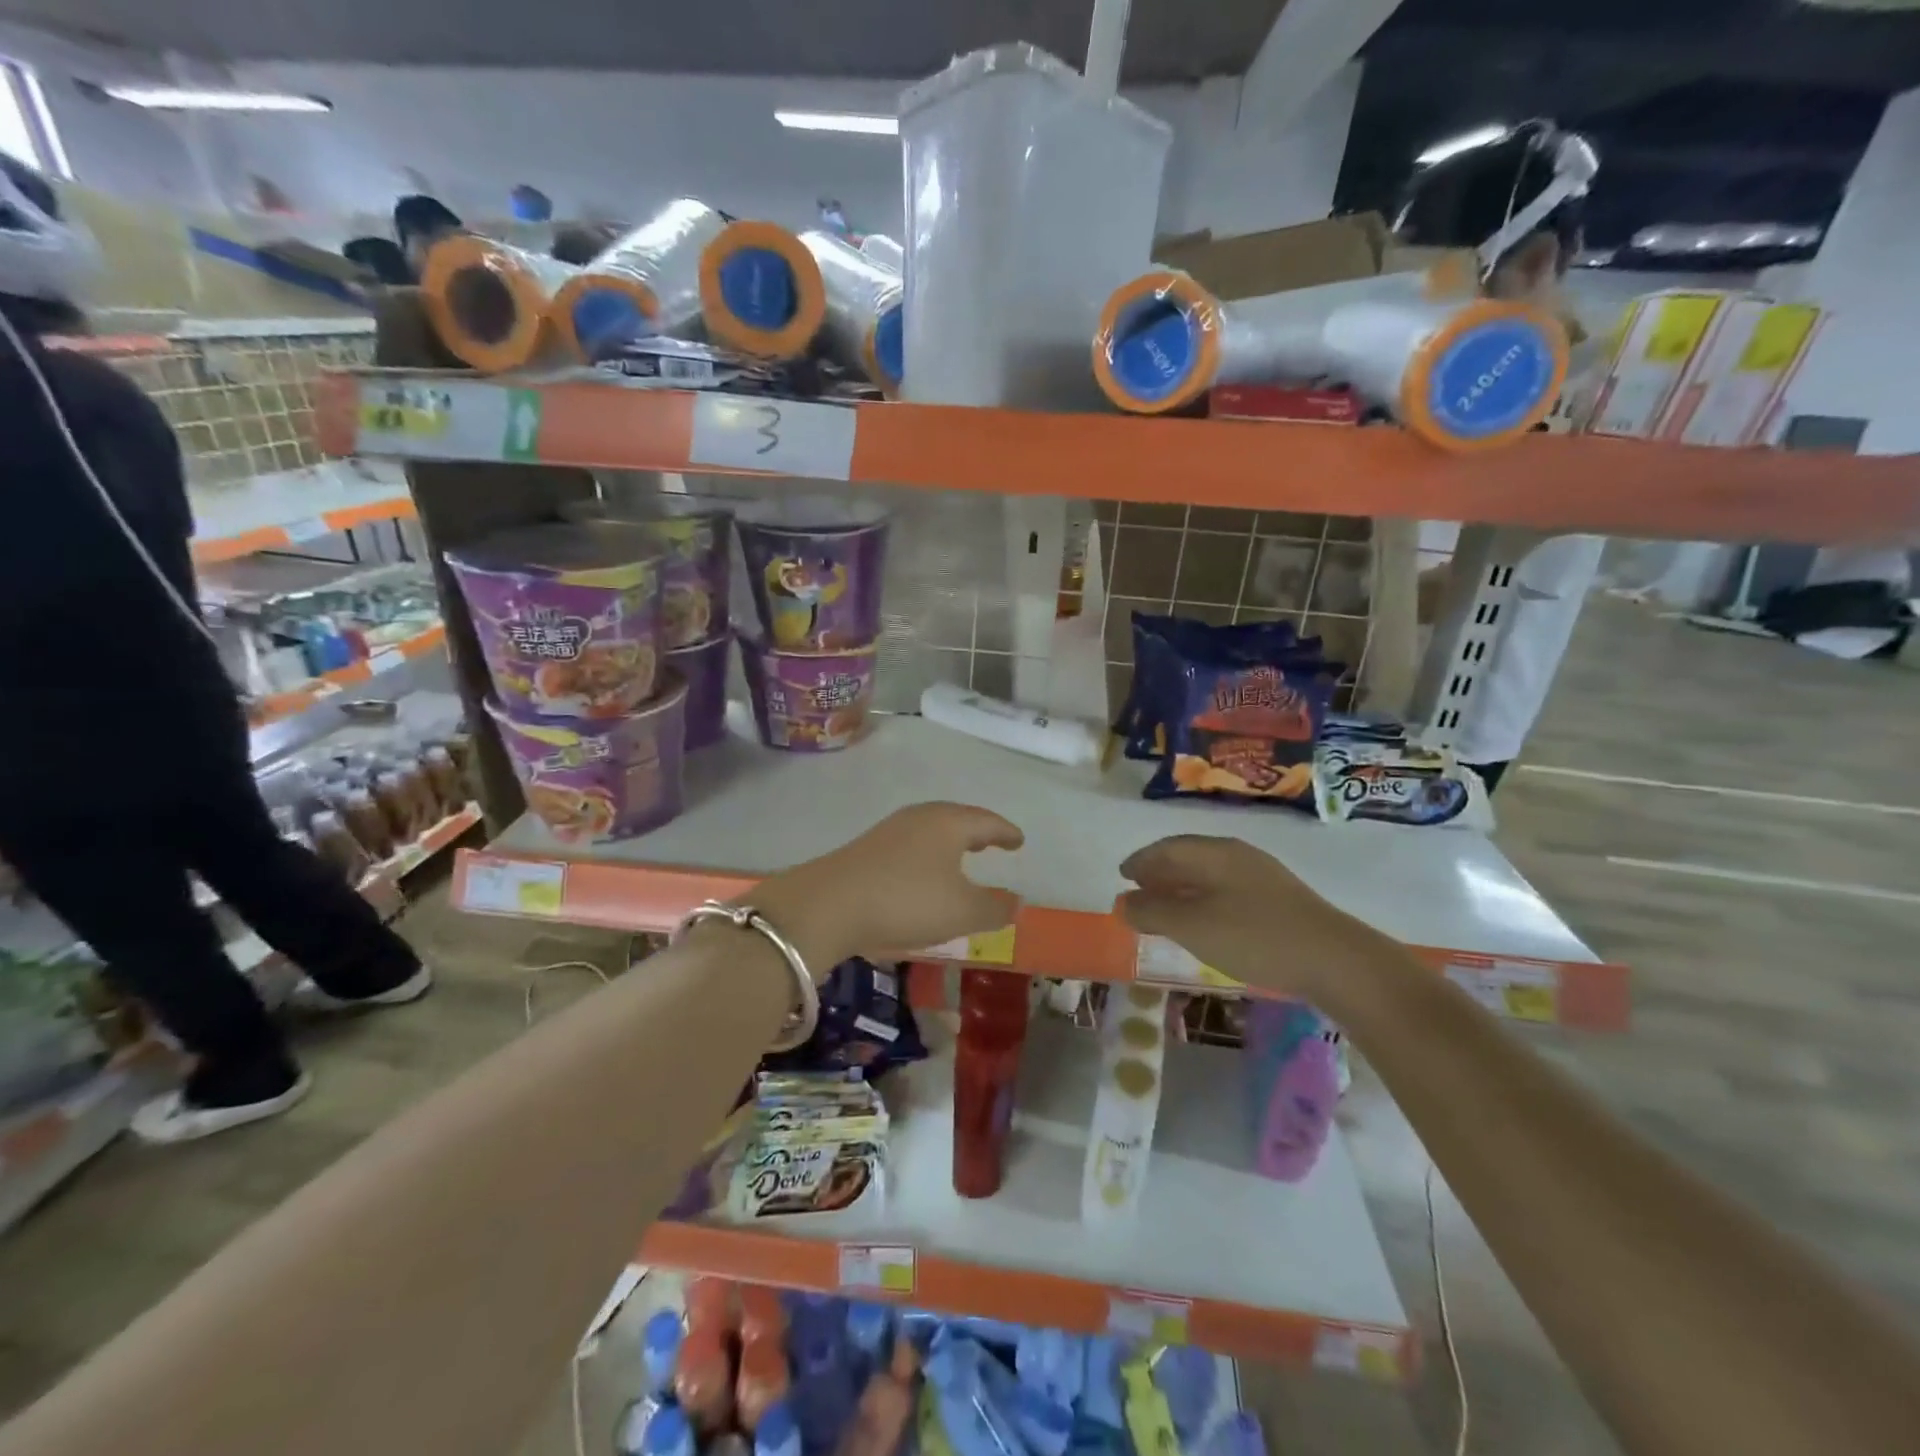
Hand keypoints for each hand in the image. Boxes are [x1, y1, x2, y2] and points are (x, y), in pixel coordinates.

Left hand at [751, 803, 1023, 971]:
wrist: (827, 904)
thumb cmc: (906, 901)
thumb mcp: (961, 912)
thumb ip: (994, 907)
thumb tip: (1016, 901)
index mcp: (948, 823)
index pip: (986, 822)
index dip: (1006, 832)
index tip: (1019, 840)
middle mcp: (920, 818)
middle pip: (956, 819)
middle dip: (977, 831)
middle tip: (992, 843)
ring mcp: (889, 831)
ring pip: (930, 831)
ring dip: (950, 842)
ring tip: (961, 857)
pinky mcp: (866, 849)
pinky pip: (909, 845)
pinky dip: (926, 854)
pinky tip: (922, 874)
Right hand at [1118, 835, 1381, 999]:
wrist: (1336, 961)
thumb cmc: (1254, 937)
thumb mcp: (1192, 926)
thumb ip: (1153, 912)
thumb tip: (1123, 902)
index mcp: (1215, 853)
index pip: (1168, 848)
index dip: (1141, 860)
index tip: (1123, 875)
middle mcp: (1238, 855)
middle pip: (1190, 857)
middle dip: (1161, 872)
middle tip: (1140, 890)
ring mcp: (1263, 877)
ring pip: (1210, 874)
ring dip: (1183, 887)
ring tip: (1167, 907)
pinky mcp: (1280, 900)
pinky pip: (1228, 890)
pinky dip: (1205, 899)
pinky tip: (1206, 921)